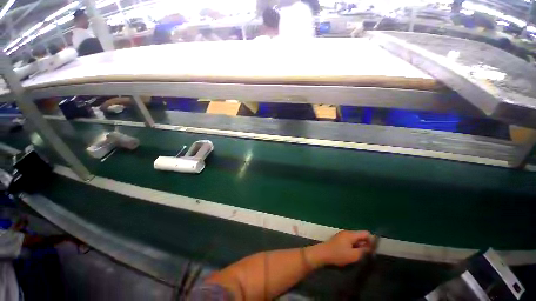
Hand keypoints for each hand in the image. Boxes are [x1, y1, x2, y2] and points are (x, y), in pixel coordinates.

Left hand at [318, 231, 373, 266]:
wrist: (323, 254)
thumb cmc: (338, 254)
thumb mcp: (354, 255)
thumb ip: (364, 251)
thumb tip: (371, 247)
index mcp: (351, 234)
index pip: (365, 233)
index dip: (372, 241)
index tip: (374, 250)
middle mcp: (347, 233)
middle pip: (360, 236)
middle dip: (366, 244)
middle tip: (368, 255)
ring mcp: (342, 236)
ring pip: (355, 240)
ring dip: (360, 246)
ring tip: (361, 256)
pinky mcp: (339, 240)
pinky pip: (350, 242)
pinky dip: (354, 247)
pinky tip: (353, 254)